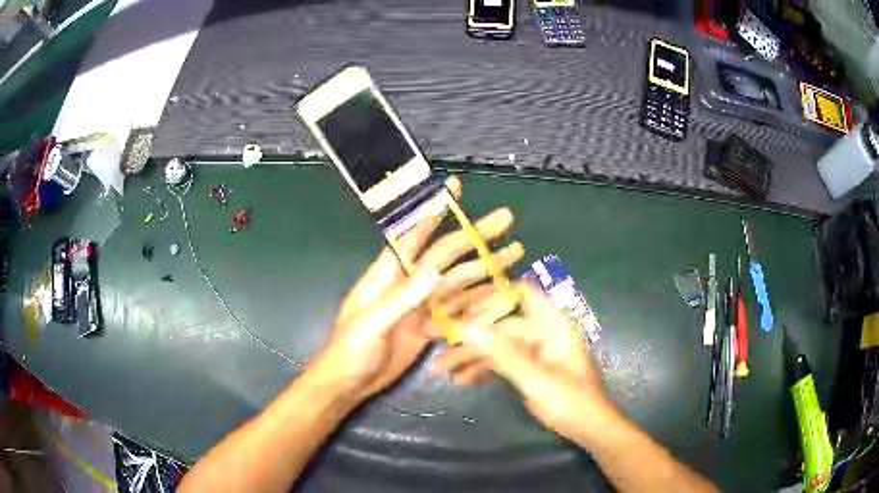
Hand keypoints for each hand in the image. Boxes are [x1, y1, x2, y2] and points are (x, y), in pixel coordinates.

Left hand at [311, 177, 524, 406]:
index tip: (454, 187)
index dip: (434, 211)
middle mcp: (409, 284)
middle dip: (476, 235)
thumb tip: (433, 271)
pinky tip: (501, 294)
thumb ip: (400, 299)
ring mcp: (422, 306)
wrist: (349, 384)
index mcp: (388, 276)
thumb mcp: (369, 325)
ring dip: (486, 267)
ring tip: (515, 254)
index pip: (414, 235)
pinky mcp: (429, 326)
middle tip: (506, 219)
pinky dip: (480, 302)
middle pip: (447, 255)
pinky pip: (459, 310)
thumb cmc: (349, 351)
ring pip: (459, 281)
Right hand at [434, 283, 616, 440]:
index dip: (493, 294)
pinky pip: (502, 362)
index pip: (522, 294)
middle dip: (471, 338)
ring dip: (472, 357)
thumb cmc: (571, 402)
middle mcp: (542, 332)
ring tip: (442, 370)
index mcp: (552, 325)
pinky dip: (484, 369)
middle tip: (438, 344)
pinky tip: (463, 380)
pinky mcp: (529, 367)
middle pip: (501, 325)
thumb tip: (469, 328)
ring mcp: (535, 350)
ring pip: (498, 345)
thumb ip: (504, 354)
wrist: (588, 428)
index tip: (459, 302)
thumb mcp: (536, 379)